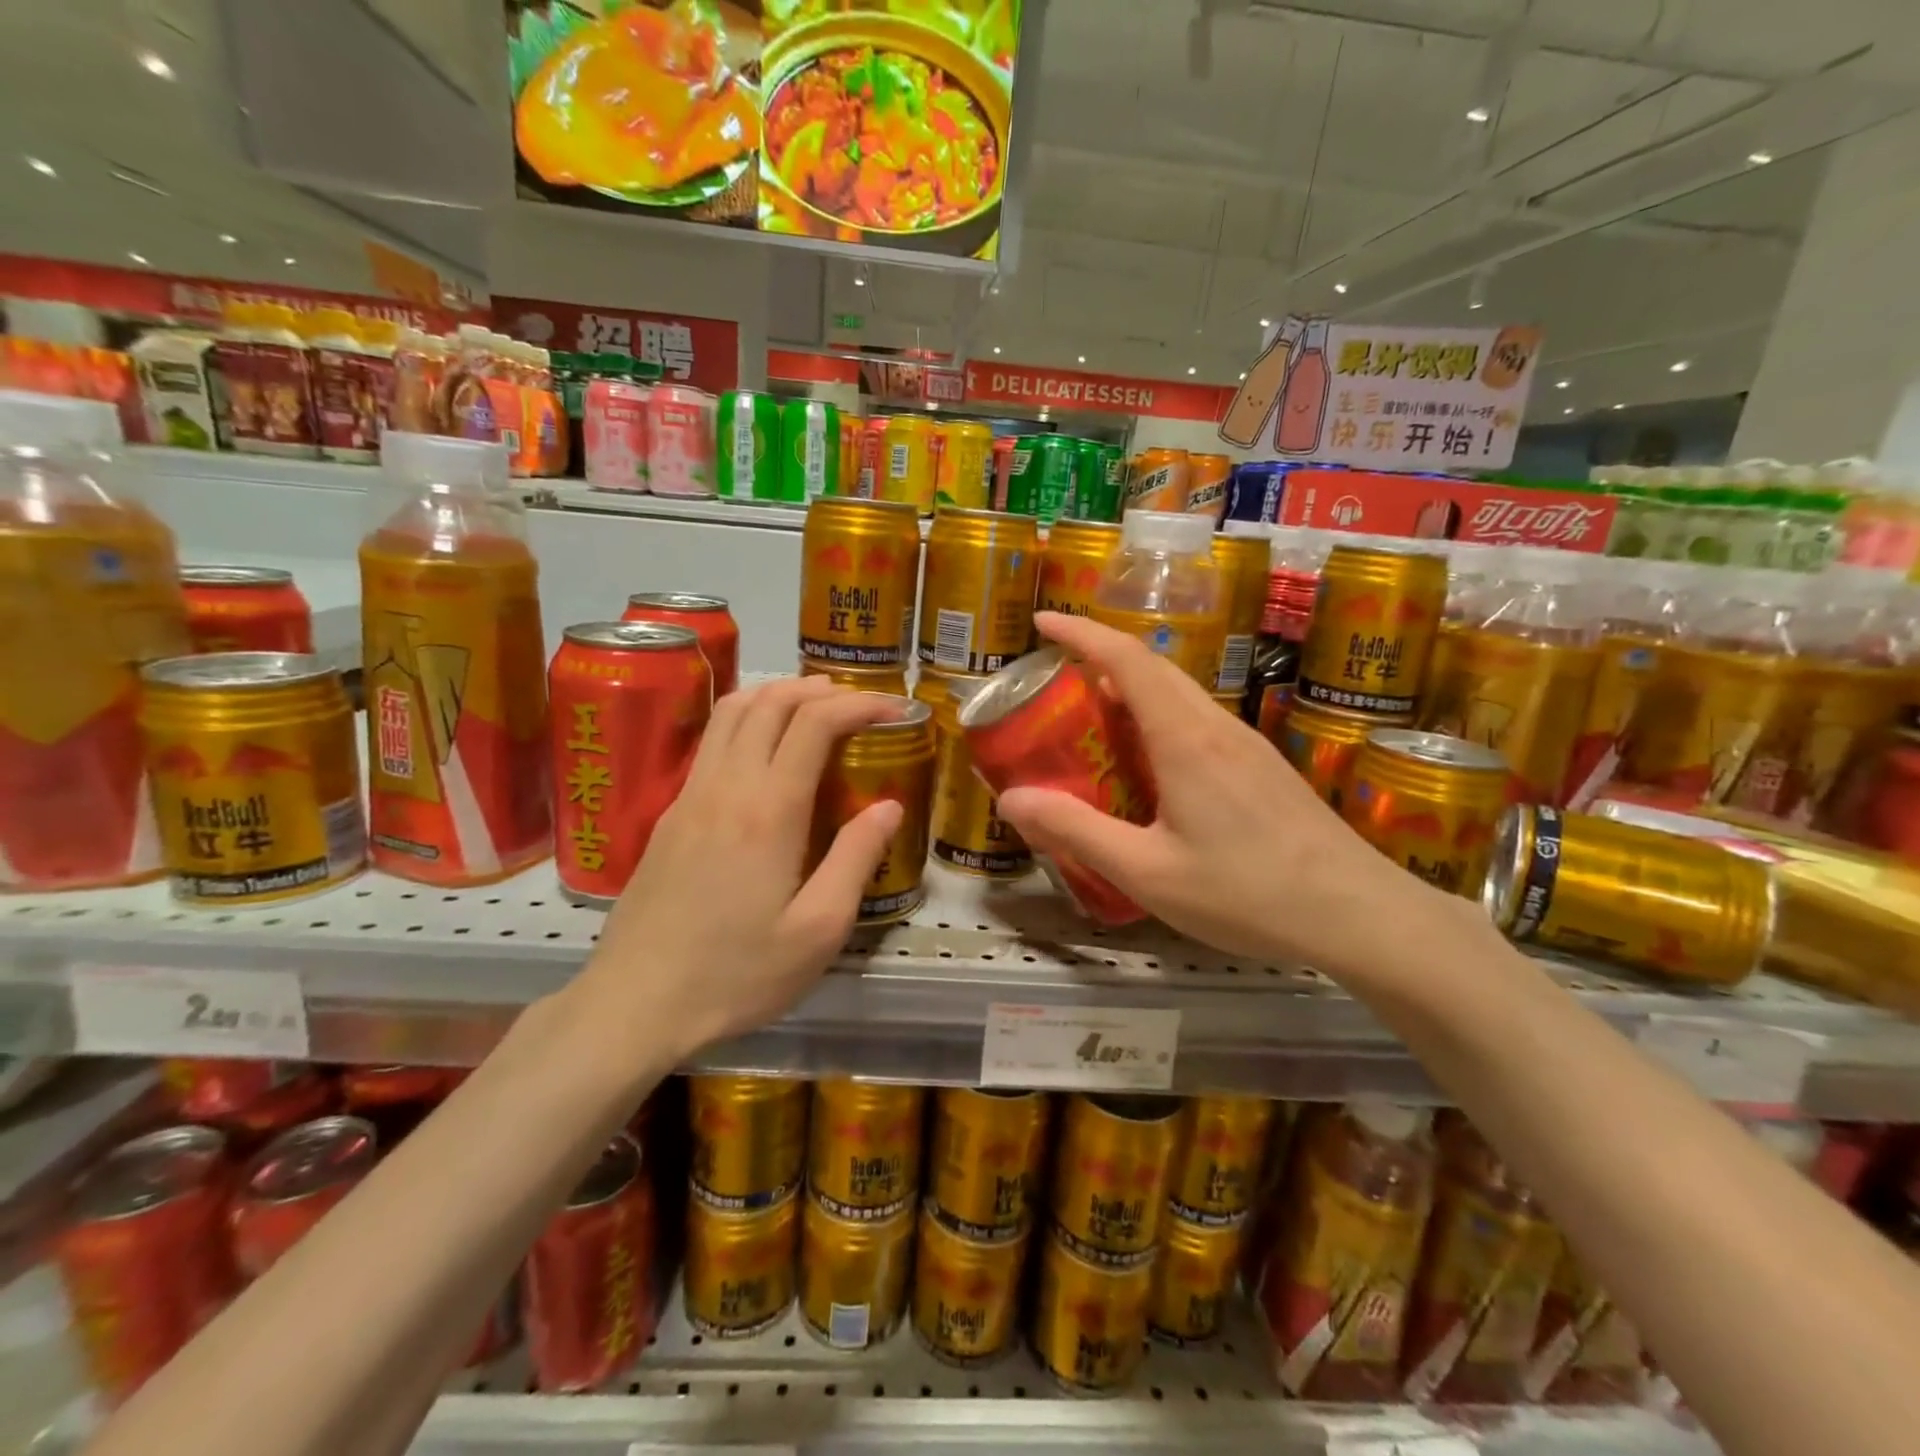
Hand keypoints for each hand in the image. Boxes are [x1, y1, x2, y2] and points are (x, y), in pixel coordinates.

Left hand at [581, 677, 903, 1060]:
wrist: (635, 1003)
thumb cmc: (736, 974)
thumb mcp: (818, 930)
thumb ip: (856, 859)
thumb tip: (889, 806)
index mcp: (768, 810)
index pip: (815, 723)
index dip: (859, 705)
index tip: (894, 710)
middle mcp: (726, 786)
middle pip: (771, 702)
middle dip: (820, 690)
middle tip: (859, 703)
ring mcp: (690, 796)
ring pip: (732, 712)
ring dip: (778, 694)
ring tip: (814, 707)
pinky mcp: (669, 814)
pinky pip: (711, 741)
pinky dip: (747, 719)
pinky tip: (764, 749)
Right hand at [995, 612, 1448, 974]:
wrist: (1360, 915)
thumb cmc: (1247, 893)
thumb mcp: (1147, 872)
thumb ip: (1076, 831)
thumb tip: (1012, 798)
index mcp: (1185, 738)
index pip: (1127, 660)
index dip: (1081, 633)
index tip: (1043, 622)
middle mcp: (1216, 726)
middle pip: (1154, 668)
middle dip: (1100, 656)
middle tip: (1054, 676)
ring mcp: (1247, 744)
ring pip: (1179, 694)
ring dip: (1131, 689)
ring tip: (1091, 718)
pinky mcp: (1263, 767)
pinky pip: (1198, 721)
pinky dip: (1158, 718)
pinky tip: (1148, 763)